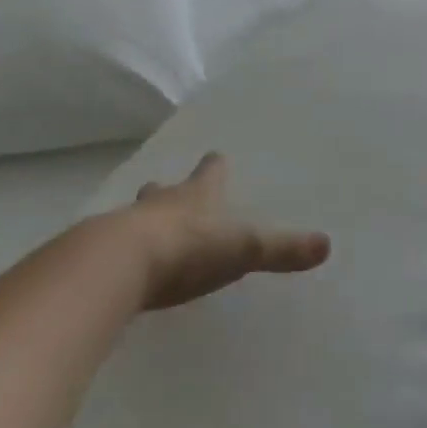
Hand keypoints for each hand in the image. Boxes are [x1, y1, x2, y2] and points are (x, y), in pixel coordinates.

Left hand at [114, 153, 330, 311]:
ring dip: (142, 220)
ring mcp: (125, 227)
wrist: (118, 265)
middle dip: (170, 191)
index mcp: (198, 195)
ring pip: (136, 215)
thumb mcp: (244, 249)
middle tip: (170, 191)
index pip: (210, 172)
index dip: (215, 167)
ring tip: (144, 231)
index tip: (215, 157)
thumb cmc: (189, 248)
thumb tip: (327, 245)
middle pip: (165, 190)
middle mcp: (162, 203)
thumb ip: (282, 249)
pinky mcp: (100, 256)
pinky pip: (112, 250)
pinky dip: (119, 254)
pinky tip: (122, 270)